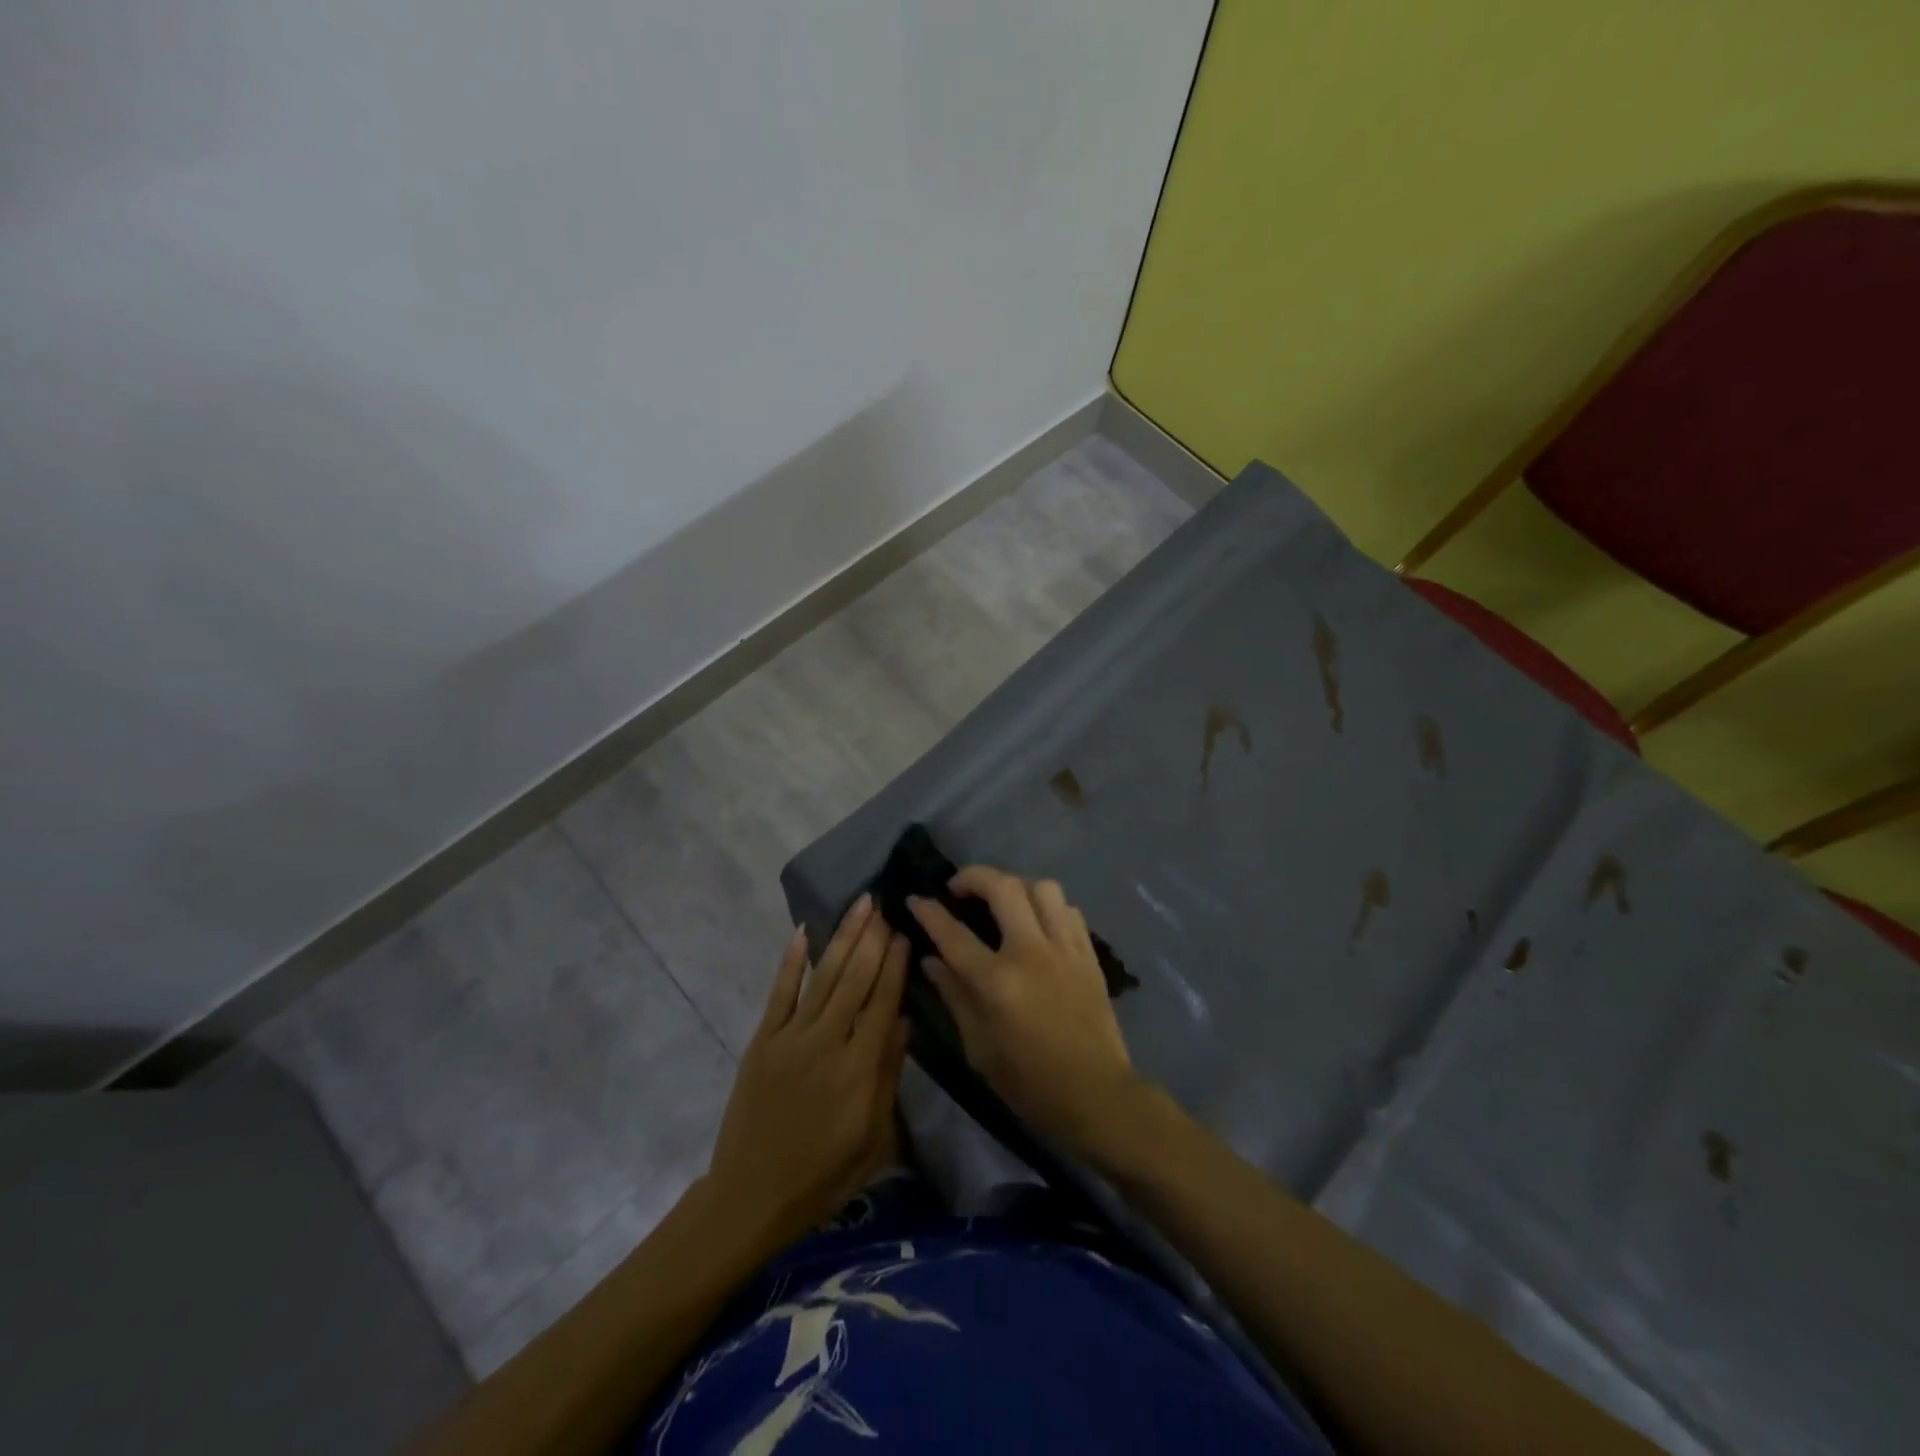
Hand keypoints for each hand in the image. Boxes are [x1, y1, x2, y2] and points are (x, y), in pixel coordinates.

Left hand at [705, 896, 908, 1244]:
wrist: (752, 1196)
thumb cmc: (823, 1176)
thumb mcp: (874, 1138)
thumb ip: (889, 1075)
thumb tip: (903, 1020)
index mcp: (859, 1068)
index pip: (883, 1002)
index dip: (895, 965)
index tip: (905, 933)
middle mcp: (827, 1042)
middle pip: (855, 980)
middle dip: (873, 938)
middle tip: (884, 903)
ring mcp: (790, 1038)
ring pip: (824, 978)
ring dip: (843, 938)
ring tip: (859, 906)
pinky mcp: (762, 1041)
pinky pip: (779, 994)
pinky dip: (792, 962)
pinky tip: (803, 933)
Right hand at [909, 866, 1139, 1159]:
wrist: (1096, 1095)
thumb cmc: (1029, 1081)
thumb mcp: (979, 1047)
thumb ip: (954, 995)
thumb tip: (930, 960)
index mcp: (998, 982)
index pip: (954, 933)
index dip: (929, 912)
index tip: (915, 899)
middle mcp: (1031, 953)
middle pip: (1003, 888)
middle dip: (974, 876)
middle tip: (959, 887)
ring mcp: (1065, 949)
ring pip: (1042, 888)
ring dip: (1016, 886)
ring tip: (1003, 901)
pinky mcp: (1088, 954)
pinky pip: (1069, 909)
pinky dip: (1048, 906)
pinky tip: (1038, 923)